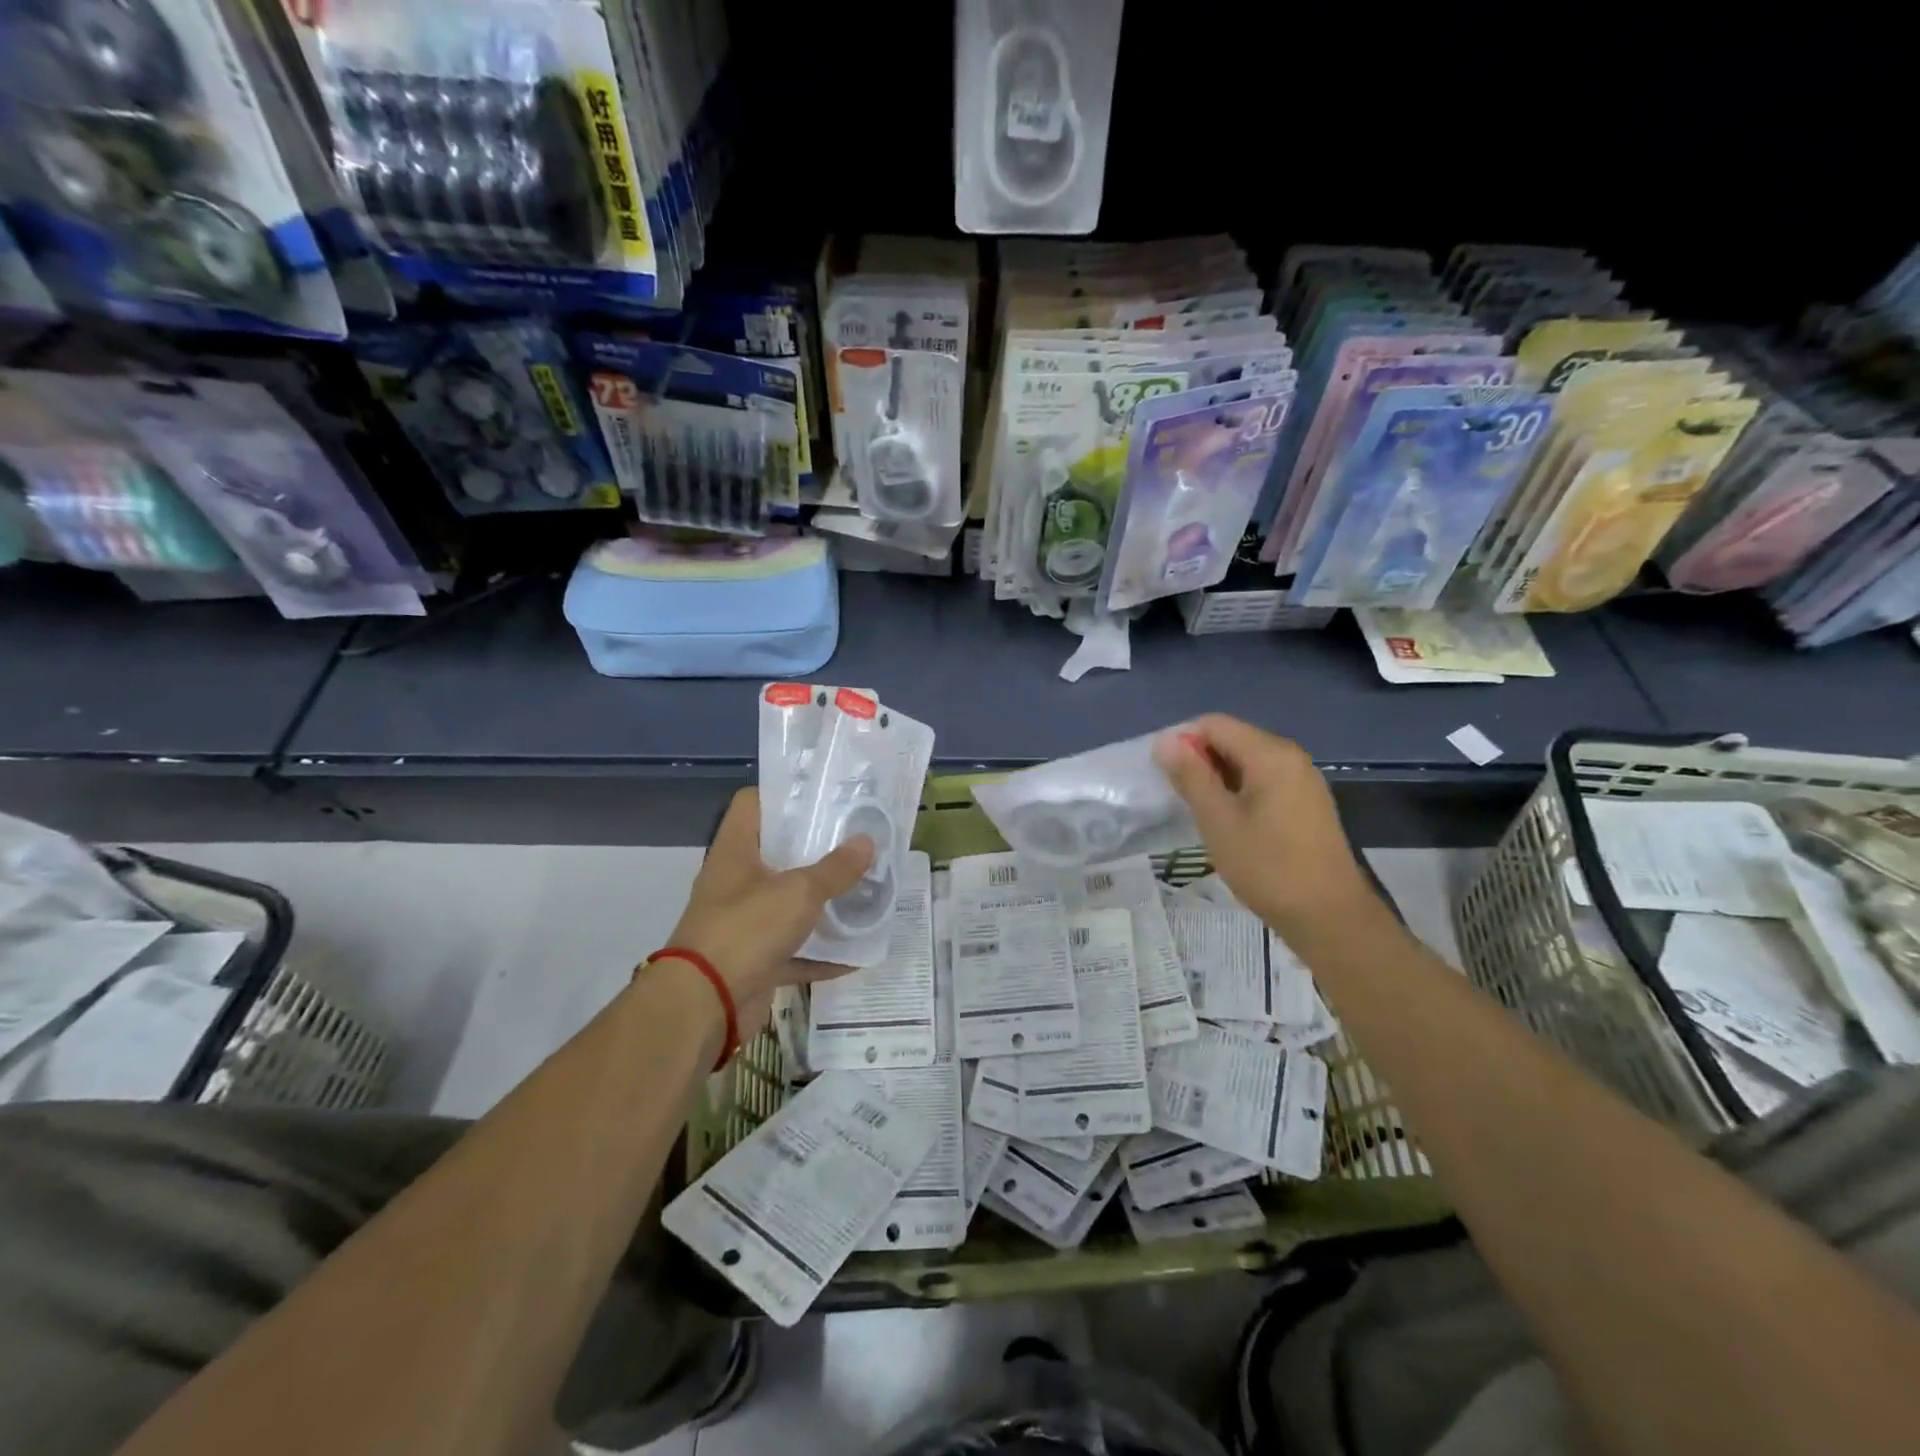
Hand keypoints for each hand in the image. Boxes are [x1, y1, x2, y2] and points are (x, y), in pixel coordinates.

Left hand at [657, 788, 873, 1031]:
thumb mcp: (799, 892)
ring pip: (787, 904)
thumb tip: (867, 841)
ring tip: (863, 889)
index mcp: (736, 852)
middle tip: (856, 840)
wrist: (704, 1005)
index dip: (783, 796)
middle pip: (776, 854)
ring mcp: (744, 924)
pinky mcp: (755, 961)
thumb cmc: (746, 929)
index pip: (752, 805)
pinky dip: (822, 954)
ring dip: (821, 903)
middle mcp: (736, 883)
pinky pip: (794, 951)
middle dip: (815, 850)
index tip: (822, 798)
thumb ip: (835, 869)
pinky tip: (858, 952)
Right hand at [1154, 715, 1377, 939]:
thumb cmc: (1267, 866)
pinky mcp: (1306, 802)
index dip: (1182, 742)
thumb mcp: (1218, 820)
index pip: (1214, 724)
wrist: (1329, 916)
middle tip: (1179, 798)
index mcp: (1270, 754)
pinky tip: (1229, 822)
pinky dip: (1239, 791)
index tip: (1164, 776)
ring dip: (1217, 778)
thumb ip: (1190, 776)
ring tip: (1201, 813)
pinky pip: (1263, 781)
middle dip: (1200, 761)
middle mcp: (1290, 756)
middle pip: (1232, 739)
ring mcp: (1302, 779)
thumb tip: (1164, 740)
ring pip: (1246, 762)